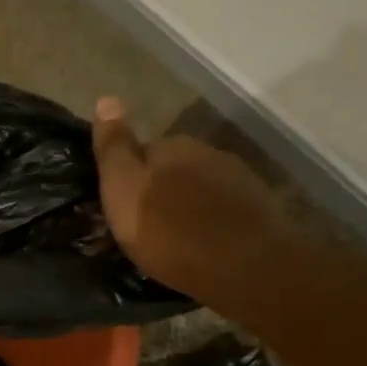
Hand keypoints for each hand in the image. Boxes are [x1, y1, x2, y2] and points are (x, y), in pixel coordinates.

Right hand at [92, 96, 292, 300]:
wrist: (244, 267)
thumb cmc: (169, 230)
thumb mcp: (123, 189)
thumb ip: (114, 148)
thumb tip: (106, 99)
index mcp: (172, 146)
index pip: (141, 150)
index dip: (128, 176)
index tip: (120, 204)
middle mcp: (207, 152)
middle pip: (173, 167)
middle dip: (160, 189)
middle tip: (146, 224)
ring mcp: (239, 179)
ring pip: (200, 187)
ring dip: (187, 205)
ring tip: (175, 238)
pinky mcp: (260, 208)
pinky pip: (223, 209)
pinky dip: (211, 221)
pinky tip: (204, 244)